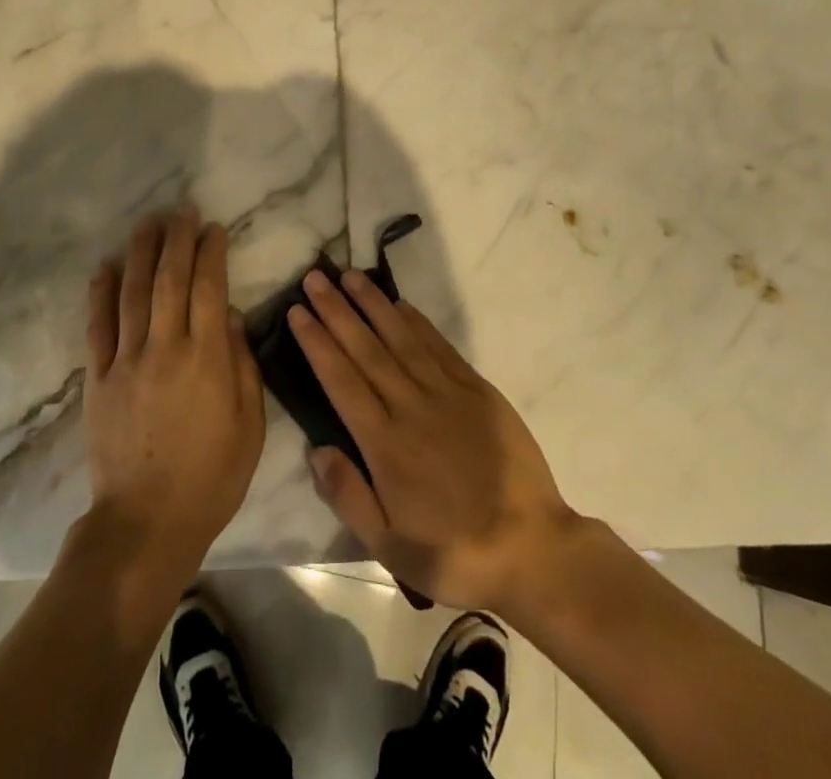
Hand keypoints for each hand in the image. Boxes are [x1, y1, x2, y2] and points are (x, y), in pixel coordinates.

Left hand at [82, 209, 265, 580]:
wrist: (146, 523)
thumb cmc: (210, 477)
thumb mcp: (250, 426)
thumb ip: (242, 366)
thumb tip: (232, 317)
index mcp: (206, 358)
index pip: (210, 288)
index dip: (211, 253)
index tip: (213, 228)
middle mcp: (165, 348)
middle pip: (169, 280)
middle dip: (177, 240)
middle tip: (181, 211)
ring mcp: (126, 360)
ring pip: (132, 293)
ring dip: (140, 253)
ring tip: (148, 223)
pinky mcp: (97, 378)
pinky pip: (97, 326)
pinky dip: (100, 293)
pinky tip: (105, 267)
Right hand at [289, 268, 578, 612]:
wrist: (533, 550)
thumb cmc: (454, 553)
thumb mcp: (391, 547)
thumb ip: (349, 496)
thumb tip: (316, 448)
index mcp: (386, 445)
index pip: (341, 381)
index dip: (317, 343)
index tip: (297, 312)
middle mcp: (411, 408)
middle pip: (366, 350)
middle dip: (336, 311)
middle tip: (314, 278)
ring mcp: (447, 394)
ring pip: (401, 339)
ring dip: (373, 305)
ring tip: (349, 276)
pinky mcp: (478, 390)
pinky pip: (440, 347)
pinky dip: (417, 322)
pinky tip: (399, 304)